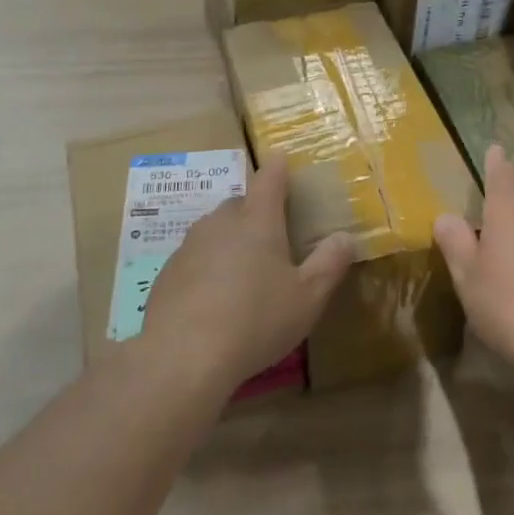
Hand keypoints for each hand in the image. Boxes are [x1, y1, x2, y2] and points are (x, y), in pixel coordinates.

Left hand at [139, 153, 355, 392]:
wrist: (182, 356)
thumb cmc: (256, 320)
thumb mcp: (308, 297)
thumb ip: (330, 263)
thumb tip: (345, 236)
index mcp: (258, 220)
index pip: (269, 179)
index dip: (278, 168)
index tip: (282, 158)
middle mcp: (221, 222)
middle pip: (241, 204)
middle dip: (256, 212)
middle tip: (272, 236)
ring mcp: (189, 245)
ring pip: (215, 230)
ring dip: (230, 240)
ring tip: (244, 271)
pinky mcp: (168, 272)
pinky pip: (195, 258)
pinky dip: (207, 267)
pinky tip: (213, 298)